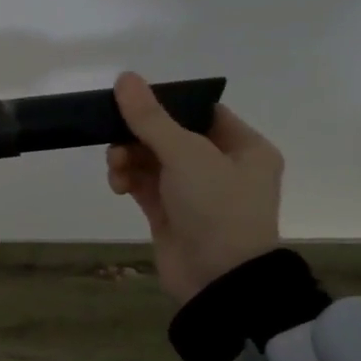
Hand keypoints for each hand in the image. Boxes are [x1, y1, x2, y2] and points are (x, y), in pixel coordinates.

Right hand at [105, 71, 284, 305]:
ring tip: (116, 167)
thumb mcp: (186, 154)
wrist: (218, 282)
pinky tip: (117, 184)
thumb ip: (151, 117)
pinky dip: (128, 179)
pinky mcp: (170, 214)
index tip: (133, 102)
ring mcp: (195, 192)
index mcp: (244, 147)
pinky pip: (143, 185)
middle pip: (170, 135)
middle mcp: (222, 166)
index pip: (201, 111)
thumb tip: (125, 78)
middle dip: (139, 135)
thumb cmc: (217, 208)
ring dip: (128, 157)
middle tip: (116, 137)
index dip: (167, 104)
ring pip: (152, 160)